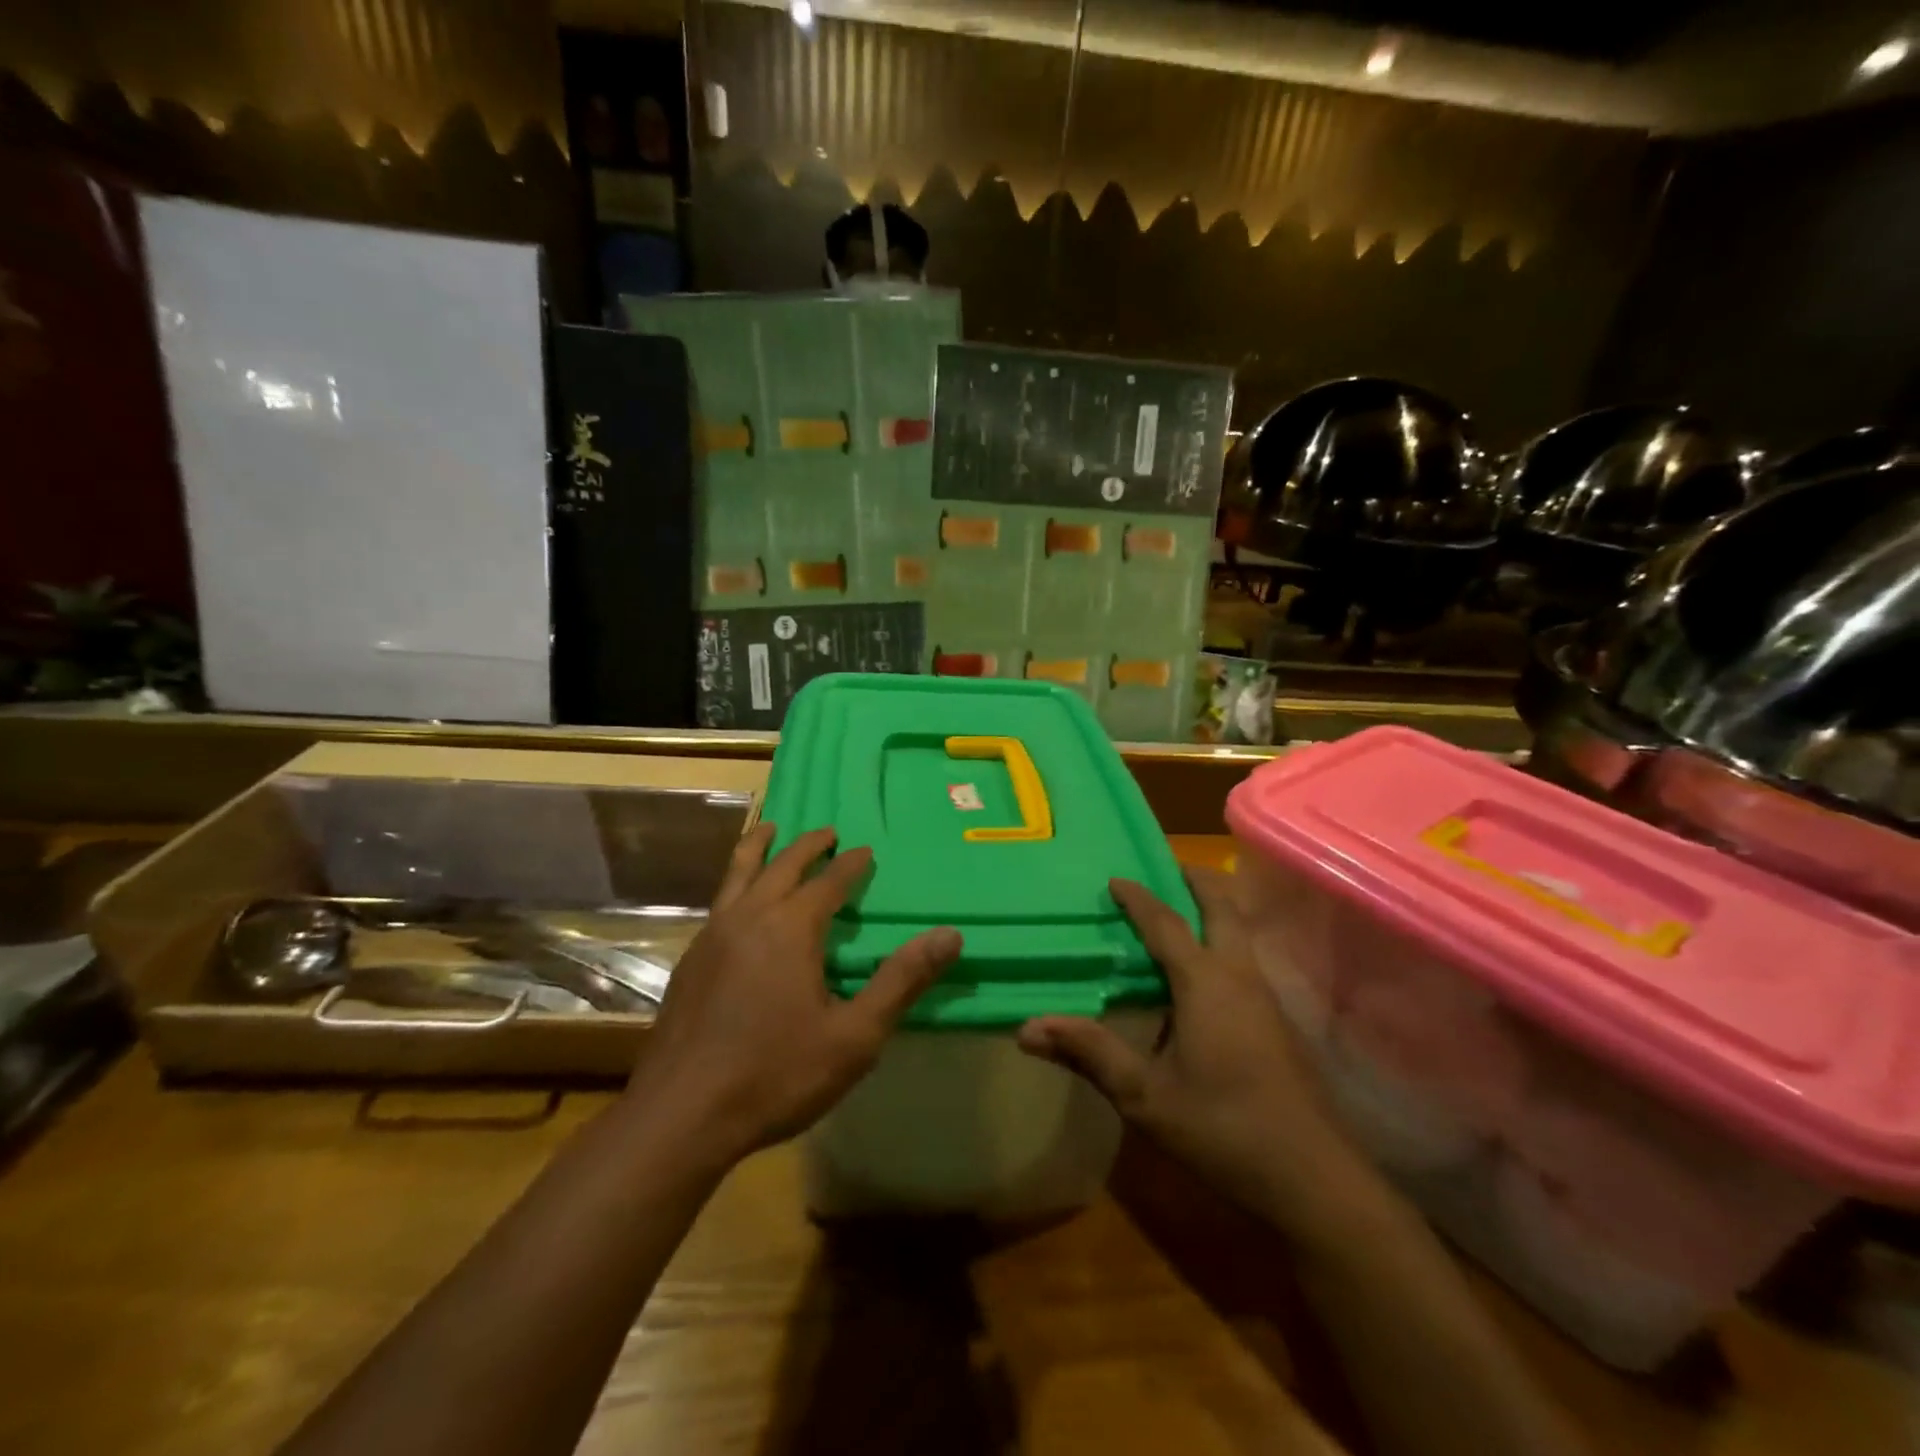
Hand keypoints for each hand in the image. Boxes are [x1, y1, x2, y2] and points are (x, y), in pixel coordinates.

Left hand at [627, 824, 961, 1166]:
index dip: (850, 865)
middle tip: (827, 832)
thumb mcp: (854, 1036)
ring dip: (759, 848)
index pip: (828, 882)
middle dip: (808, 845)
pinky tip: (738, 901)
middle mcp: (749, 918)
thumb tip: (949, 936)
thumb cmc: (777, 1074)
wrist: (682, 1115)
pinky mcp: (690, 960)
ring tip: (769, 828)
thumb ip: (901, 981)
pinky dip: (735, 882)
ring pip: (738, 874)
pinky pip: (719, 902)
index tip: (866, 851)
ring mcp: (712, 936)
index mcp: (791, 928)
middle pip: (781, 866)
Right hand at [1018, 868, 1376, 1238]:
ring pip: (1241, 934)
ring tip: (1181, 910)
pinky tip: (1203, 975)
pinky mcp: (1278, 1024)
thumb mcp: (1145, 1096)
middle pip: (1224, 909)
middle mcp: (1240, 977)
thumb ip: (1089, 1054)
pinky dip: (1222, 942)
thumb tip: (1028, 1028)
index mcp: (1206, 982)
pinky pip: (1245, 961)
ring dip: (1214, 911)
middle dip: (1197, 882)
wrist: (1314, 1180)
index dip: (1138, 898)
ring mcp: (1266, 999)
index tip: (1115, 878)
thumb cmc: (1223, 1128)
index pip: (1166, 924)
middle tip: (1168, 867)